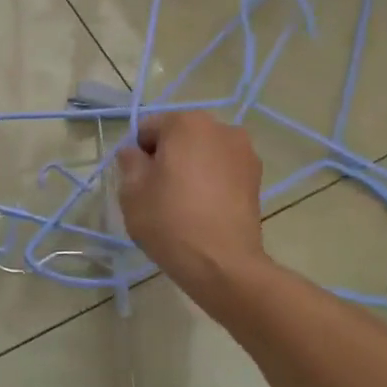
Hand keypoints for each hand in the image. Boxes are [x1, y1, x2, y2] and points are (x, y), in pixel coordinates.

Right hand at [116, 112, 265, 295]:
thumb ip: (129, 162)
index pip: (148, 129)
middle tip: (158, 193)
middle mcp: (220, 127)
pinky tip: (205, 209)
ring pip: (203, 153)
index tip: (138, 183)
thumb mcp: (131, 191)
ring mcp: (243, 151)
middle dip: (167, 158)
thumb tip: (135, 153)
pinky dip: (212, 181)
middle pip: (180, 137)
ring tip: (184, 203)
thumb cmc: (170, 221)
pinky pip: (223, 170)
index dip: (137, 155)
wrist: (223, 264)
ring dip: (191, 168)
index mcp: (186, 123)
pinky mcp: (257, 177)